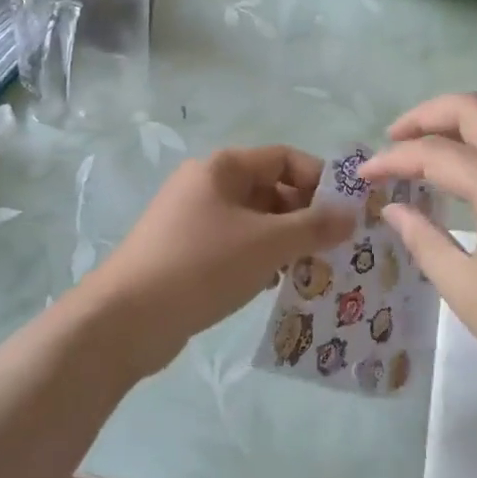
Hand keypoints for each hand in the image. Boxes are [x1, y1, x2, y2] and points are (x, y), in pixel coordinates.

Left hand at [88, 146, 357, 377]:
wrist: (125, 319)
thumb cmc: (202, 265)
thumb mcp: (267, 244)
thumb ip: (313, 227)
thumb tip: (351, 214)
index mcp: (223, 167)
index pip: (284, 158)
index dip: (319, 180)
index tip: (346, 214)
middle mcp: (207, 184)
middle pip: (270, 189)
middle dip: (304, 216)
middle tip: (334, 249)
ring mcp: (193, 218)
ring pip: (254, 221)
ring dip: (284, 242)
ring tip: (310, 271)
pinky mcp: (185, 251)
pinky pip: (234, 245)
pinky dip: (258, 259)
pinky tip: (272, 286)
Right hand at [361, 94, 476, 404]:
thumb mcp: (468, 292)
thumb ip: (423, 241)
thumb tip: (393, 209)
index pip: (434, 154)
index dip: (392, 159)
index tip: (366, 174)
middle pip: (472, 107)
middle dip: (425, 117)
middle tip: (397, 139)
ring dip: (470, 111)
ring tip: (443, 136)